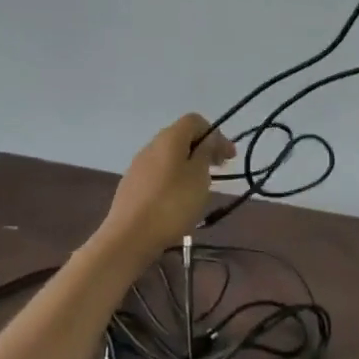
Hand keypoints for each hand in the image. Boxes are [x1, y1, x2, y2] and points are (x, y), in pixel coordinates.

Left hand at [98, 114, 236, 255]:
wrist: (130, 237)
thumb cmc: (172, 204)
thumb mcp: (199, 176)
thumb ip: (206, 152)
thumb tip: (208, 139)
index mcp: (169, 138)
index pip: (194, 120)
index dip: (215, 134)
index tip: (228, 157)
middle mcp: (151, 146)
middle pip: (181, 137)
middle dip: (203, 150)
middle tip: (219, 169)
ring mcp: (138, 166)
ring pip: (169, 157)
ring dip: (188, 165)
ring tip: (201, 187)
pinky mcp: (131, 186)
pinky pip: (159, 174)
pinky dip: (174, 179)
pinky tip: (179, 200)